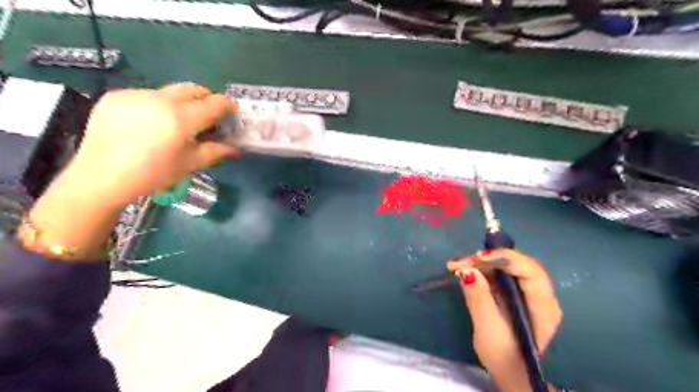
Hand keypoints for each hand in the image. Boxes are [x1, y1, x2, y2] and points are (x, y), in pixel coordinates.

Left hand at [19, 81, 236, 260]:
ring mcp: (136, 95)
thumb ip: (216, 152)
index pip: (214, 103)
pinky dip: (157, 106)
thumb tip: (236, 150)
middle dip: (207, 98)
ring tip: (178, 122)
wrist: (101, 177)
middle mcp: (160, 100)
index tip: (233, 112)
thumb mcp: (190, 164)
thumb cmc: (153, 175)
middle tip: (211, 113)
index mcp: (181, 118)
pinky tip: (152, 124)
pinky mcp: (116, 96)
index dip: (228, 106)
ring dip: (182, 102)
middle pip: (193, 89)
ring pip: (170, 92)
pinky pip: (147, 95)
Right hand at [448, 249, 560, 391]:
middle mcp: (542, 295)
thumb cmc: (504, 357)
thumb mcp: (487, 330)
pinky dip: (483, 271)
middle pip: (517, 264)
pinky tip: (466, 272)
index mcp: (543, 306)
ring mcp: (530, 294)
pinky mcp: (518, 295)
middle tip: (459, 262)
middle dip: (487, 259)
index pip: (529, 270)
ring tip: (457, 266)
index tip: (476, 258)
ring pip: (507, 267)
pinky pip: (502, 275)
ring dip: (482, 264)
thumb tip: (467, 270)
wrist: (514, 376)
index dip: (504, 258)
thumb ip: (479, 298)